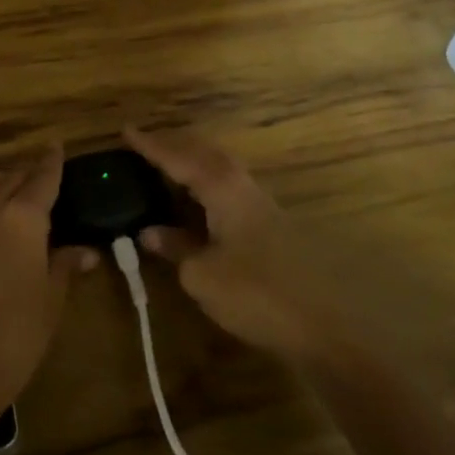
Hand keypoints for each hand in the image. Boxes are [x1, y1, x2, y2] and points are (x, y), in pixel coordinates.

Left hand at [0, 147, 95, 420]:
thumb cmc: (17, 335)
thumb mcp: (51, 299)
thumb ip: (65, 265)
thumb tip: (85, 251)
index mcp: (20, 218)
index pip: (40, 178)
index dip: (51, 162)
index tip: (57, 145)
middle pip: (9, 177)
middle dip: (28, 173)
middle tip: (45, 179)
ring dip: (1, 183)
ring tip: (20, 197)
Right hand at [124, 127, 338, 360]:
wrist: (328, 323)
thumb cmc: (257, 292)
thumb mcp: (203, 275)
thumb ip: (176, 248)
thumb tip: (151, 232)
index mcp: (222, 189)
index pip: (179, 158)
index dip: (151, 146)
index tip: (126, 130)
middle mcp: (243, 188)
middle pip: (206, 155)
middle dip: (175, 147)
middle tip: (146, 146)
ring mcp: (261, 207)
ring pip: (220, 172)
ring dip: (192, 166)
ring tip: (166, 170)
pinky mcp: (271, 228)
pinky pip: (228, 192)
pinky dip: (205, 188)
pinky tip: (196, 207)